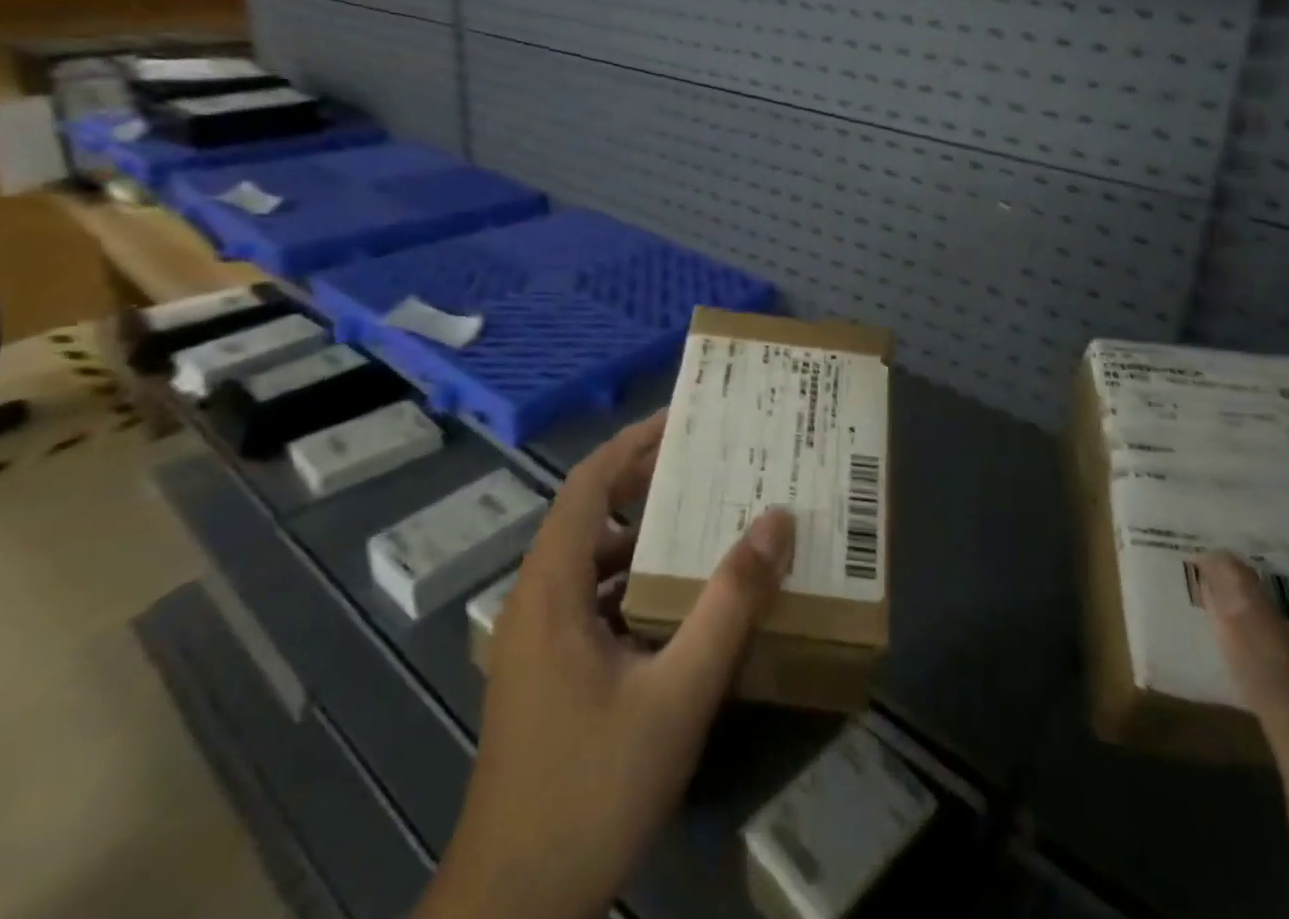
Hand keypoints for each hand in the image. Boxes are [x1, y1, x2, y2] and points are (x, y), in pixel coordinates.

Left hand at [419, 411, 795, 918]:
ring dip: (643, 535)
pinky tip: (680, 600)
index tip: (682, 418)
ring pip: (592, 562)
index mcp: (551, 587)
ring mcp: (538, 641)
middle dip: (645, 482)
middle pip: (590, 515)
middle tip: (707, 460)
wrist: (512, 910)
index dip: (632, 443)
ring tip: (704, 517)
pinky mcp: (548, 675)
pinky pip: (594, 602)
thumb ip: (728, 606)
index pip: (588, 484)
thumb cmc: (590, 789)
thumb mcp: (676, 695)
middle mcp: (537, 600)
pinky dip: (635, 582)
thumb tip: (775, 522)